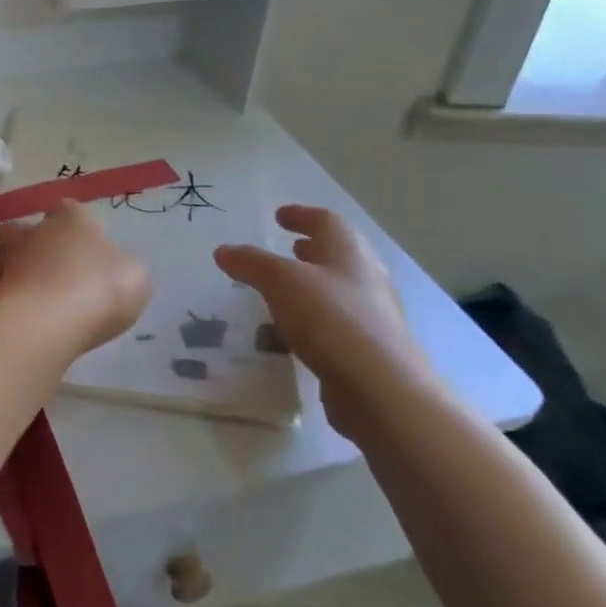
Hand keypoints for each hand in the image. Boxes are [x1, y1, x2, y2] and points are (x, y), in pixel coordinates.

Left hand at [0, 200, 151, 362]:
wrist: (43, 324)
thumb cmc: (97, 289)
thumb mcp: (134, 276)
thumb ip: (123, 266)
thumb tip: (112, 267)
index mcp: (72, 218)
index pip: (71, 209)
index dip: (80, 227)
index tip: (89, 248)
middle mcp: (35, 230)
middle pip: (31, 229)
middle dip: (40, 245)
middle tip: (59, 272)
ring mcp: (8, 260)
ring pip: (11, 258)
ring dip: (24, 273)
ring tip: (42, 298)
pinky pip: (5, 291)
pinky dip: (15, 301)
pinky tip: (31, 319)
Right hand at [214, 205, 438, 441]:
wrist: (381, 391)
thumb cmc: (331, 319)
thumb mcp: (281, 281)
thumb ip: (251, 263)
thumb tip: (224, 250)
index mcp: (349, 252)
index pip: (326, 221)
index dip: (301, 215)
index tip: (280, 216)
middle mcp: (366, 279)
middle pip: (338, 255)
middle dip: (311, 251)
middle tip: (287, 250)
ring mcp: (372, 317)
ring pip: (337, 292)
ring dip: (311, 287)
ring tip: (281, 293)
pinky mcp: (368, 352)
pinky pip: (334, 326)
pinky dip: (312, 322)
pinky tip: (291, 335)